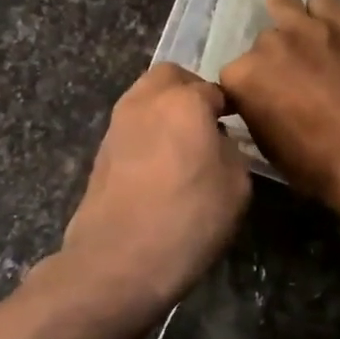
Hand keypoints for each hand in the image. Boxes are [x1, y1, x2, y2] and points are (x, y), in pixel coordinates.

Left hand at [56, 63, 251, 320]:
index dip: (229, 106)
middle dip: (191, 91)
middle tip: (209, 122)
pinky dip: (148, 133)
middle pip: (170, 77)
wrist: (118, 261)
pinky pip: (131, 127)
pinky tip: (161, 167)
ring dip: (165, 110)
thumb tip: (216, 140)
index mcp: (183, 101)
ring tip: (184, 146)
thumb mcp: (236, 186)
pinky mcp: (100, 152)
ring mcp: (116, 125)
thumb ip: (231, 150)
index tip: (239, 125)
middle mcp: (145, 101)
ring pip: (145, 98)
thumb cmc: (188, 219)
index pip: (213, 89)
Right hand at [219, 0, 339, 207]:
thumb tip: (262, 104)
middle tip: (291, 80)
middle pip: (262, 43)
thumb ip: (258, 113)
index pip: (232, 76)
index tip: (260, 103)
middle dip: (272, 59)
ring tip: (302, 40)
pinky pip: (325, 2)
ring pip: (284, 3)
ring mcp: (308, 29)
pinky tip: (331, 31)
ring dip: (288, 20)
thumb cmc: (317, 165)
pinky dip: (323, 14)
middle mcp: (269, 45)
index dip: (246, 91)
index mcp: (243, 77)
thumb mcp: (269, 147)